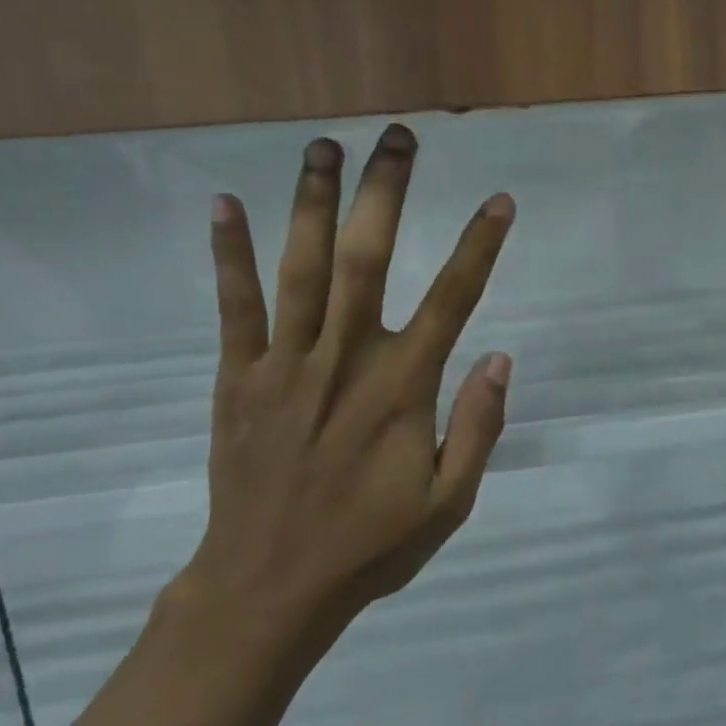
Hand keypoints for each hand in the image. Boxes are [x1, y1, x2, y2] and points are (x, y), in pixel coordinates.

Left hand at [173, 125, 514, 659]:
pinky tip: (225, 203)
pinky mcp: (238, 380)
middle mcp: (344, 361)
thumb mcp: (449, 503)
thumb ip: (477, 428)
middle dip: (385, 193)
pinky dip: (230, 254)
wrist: (269, 588)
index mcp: (401, 390)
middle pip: (366, 259)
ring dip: (312, 201)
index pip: (451, 302)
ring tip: (324, 146)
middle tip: (398, 138)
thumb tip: (500, 358)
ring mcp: (284, 366)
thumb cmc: (370, 546)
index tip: (499, 201)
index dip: (478, 247)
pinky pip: (234, 308)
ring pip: (300, 268)